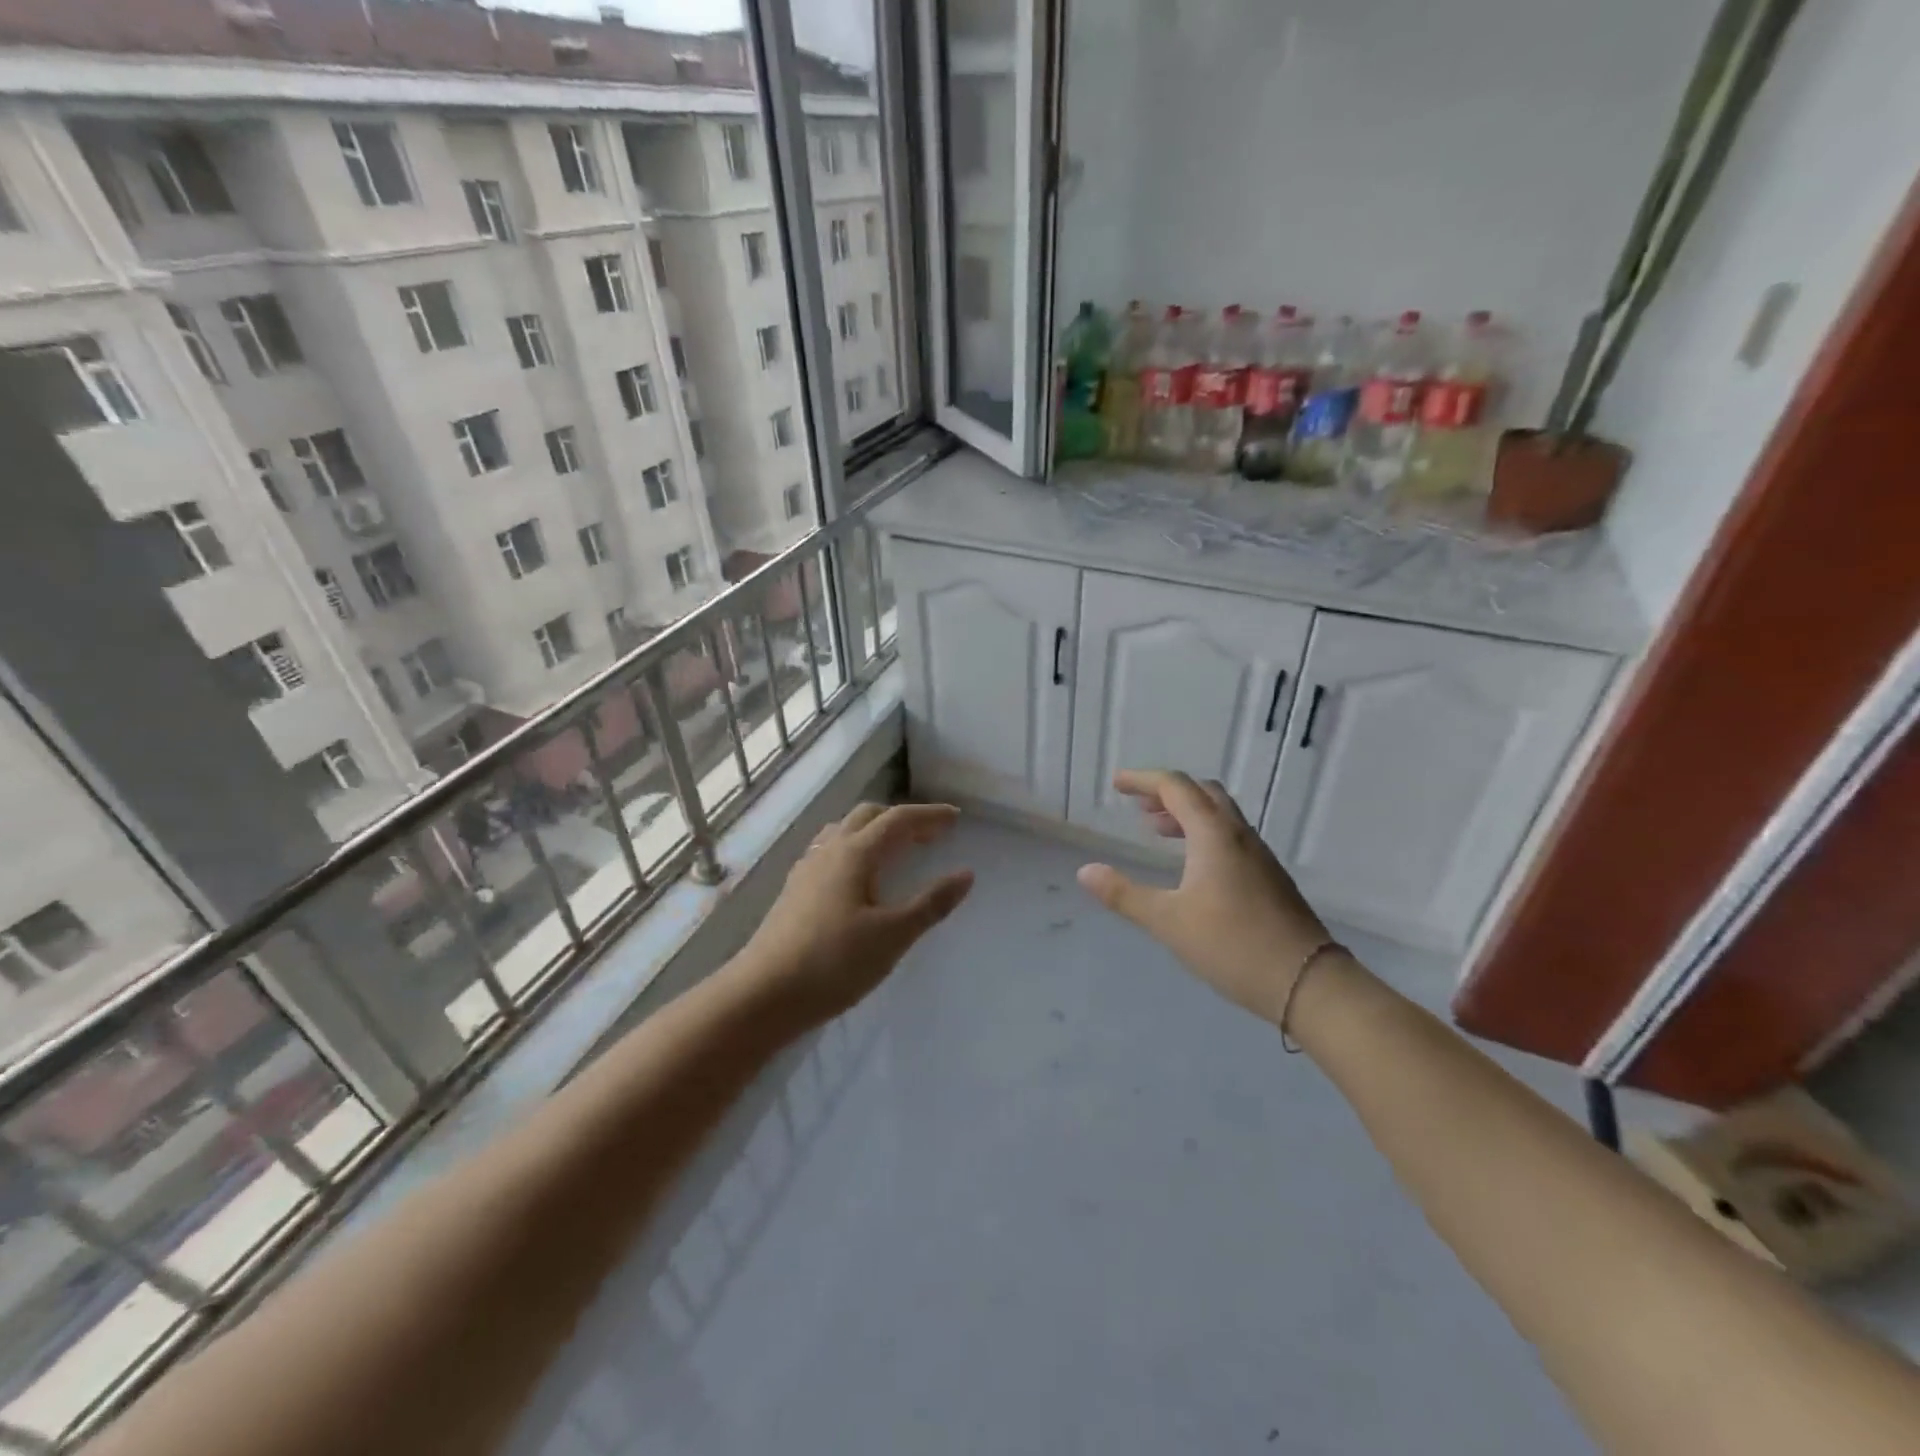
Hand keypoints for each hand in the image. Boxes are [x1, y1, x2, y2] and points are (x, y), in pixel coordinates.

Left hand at [734, 801, 973, 1025]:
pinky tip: (858, 877)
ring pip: (844, 831)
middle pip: (868, 816)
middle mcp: (829, 850)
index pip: (898, 819)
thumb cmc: (834, 963)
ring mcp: (806, 869)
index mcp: (855, 853)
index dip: (929, 815)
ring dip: (875, 830)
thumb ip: (931, 903)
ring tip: (897, 851)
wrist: (762, 995)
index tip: (956, 818)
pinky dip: (855, 848)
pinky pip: (829, 851)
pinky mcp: (794, 890)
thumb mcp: (892, 936)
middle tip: (930, 836)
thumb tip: (966, 875)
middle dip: (902, 819)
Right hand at [1077, 770, 1330, 1024]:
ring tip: (1157, 830)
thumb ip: (1124, 894)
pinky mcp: (1269, 876)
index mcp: (1213, 835)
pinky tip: (1192, 864)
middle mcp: (1238, 834)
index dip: (1143, 780)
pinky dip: (1203, 832)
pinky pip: (1230, 836)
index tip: (1117, 784)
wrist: (1307, 982)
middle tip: (1138, 806)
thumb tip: (1086, 871)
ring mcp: (1259, 855)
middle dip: (1167, 792)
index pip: (1175, 788)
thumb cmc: (1232, 945)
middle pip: (1202, 793)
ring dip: (1187, 813)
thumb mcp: (1168, 921)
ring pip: (1220, 815)